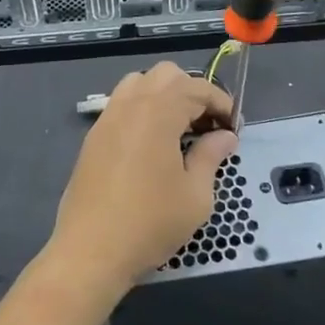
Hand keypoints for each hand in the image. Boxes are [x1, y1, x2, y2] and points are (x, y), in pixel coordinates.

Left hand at [44, 63, 236, 302]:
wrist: (91, 250)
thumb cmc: (150, 223)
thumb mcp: (195, 195)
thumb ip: (211, 156)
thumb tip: (225, 136)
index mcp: (158, 112)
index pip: (196, 88)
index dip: (220, 103)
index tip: (233, 127)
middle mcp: (130, 104)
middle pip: (166, 75)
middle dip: (192, 91)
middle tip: (207, 125)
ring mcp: (107, 118)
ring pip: (139, 83)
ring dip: (164, 95)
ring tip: (179, 129)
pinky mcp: (94, 136)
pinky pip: (121, 104)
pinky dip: (142, 109)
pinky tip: (152, 144)